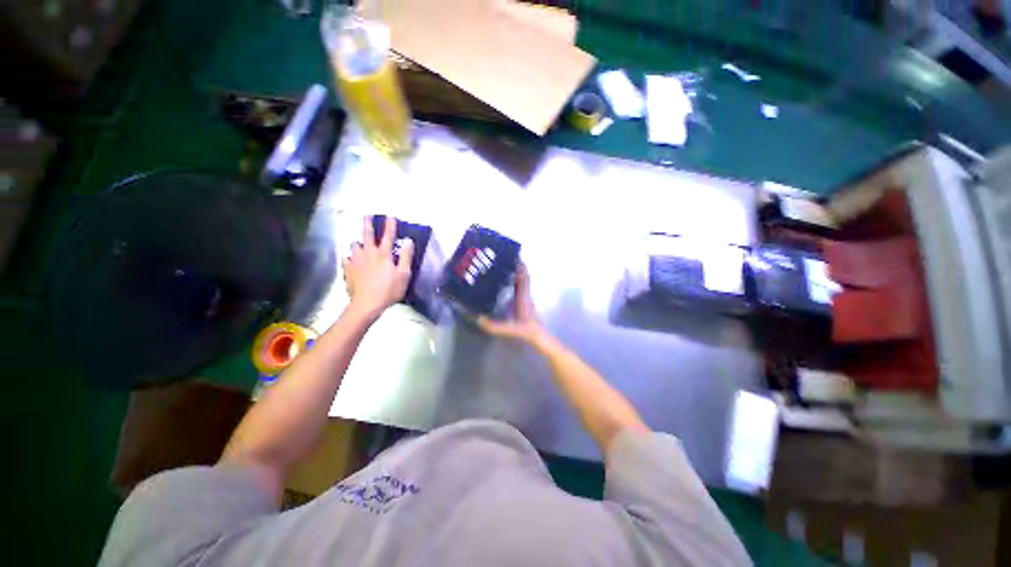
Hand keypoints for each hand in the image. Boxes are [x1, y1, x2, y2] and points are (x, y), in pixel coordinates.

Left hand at [342, 216, 413, 317]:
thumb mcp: (404, 274)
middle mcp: (368, 253)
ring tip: (360, 245)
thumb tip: (408, 241)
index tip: (391, 215)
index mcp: (383, 254)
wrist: (367, 304)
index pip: (388, 236)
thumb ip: (406, 257)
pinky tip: (351, 261)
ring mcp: (356, 261)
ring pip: (354, 246)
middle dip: (367, 224)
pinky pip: (346, 259)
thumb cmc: (389, 290)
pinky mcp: (348, 270)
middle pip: (367, 235)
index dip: (390, 225)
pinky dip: (349, 258)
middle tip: (366, 215)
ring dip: (358, 244)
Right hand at [478, 263, 545, 344]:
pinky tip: (503, 285)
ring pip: (521, 282)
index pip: (524, 276)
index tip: (513, 255)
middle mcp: (525, 295)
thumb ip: (495, 326)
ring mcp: (525, 299)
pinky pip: (519, 288)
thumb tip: (478, 319)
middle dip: (514, 266)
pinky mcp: (524, 304)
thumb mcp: (511, 330)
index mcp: (523, 297)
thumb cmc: (528, 332)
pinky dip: (513, 283)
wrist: (539, 338)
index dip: (520, 265)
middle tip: (501, 260)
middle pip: (522, 276)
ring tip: (500, 269)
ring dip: (513, 274)